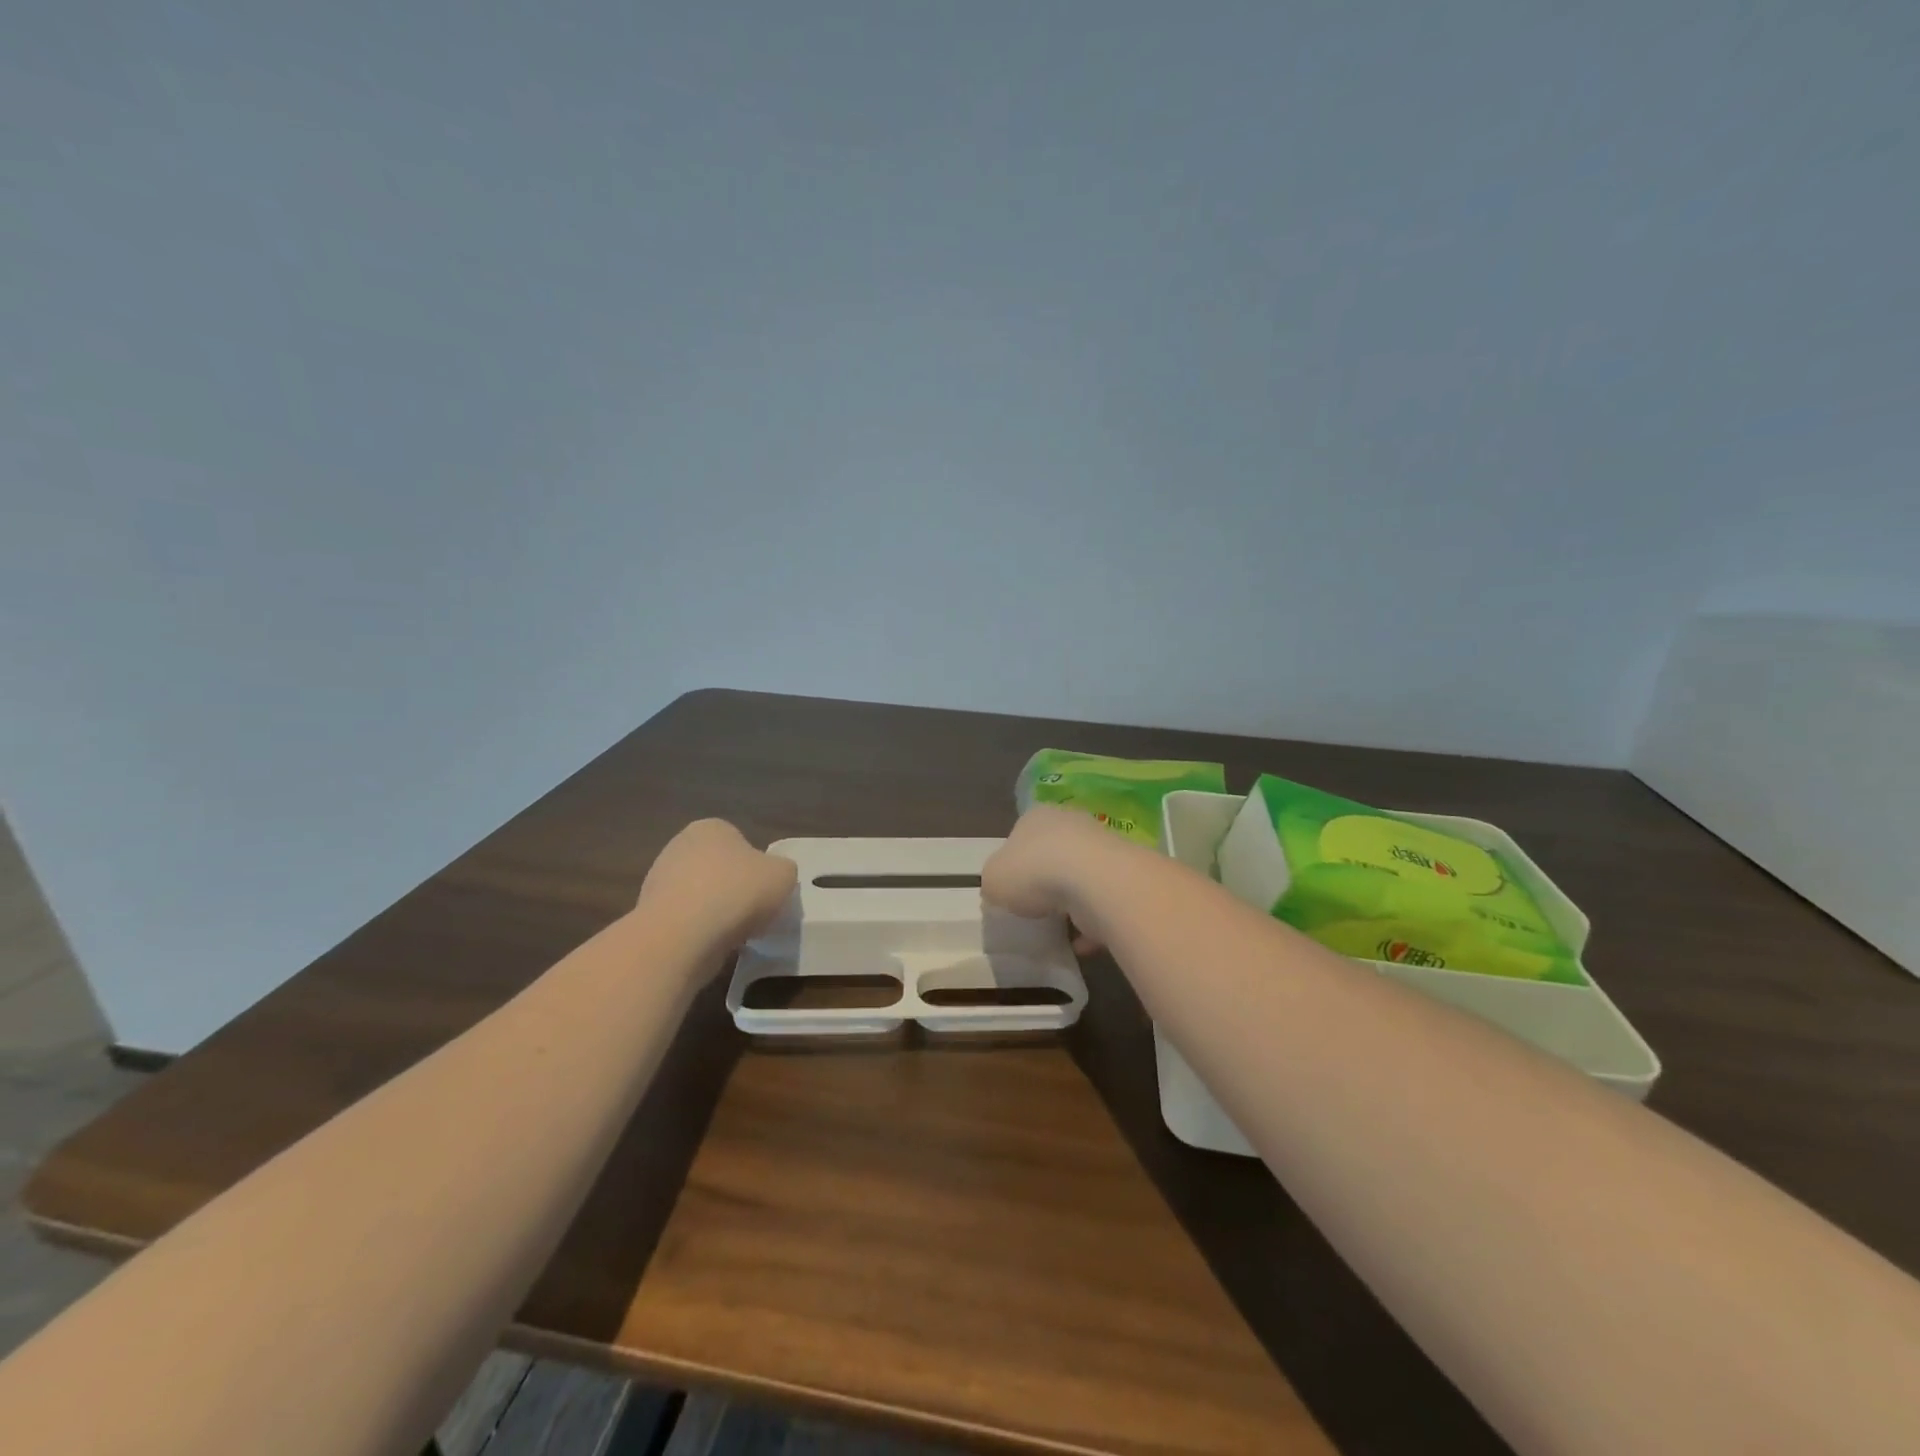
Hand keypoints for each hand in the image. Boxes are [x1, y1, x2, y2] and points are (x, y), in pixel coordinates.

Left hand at [637, 819, 796, 948]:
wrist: (682, 936)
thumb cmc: (737, 892)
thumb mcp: (784, 875)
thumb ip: (782, 870)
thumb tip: (772, 878)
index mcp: (711, 827)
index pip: (740, 843)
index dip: (757, 868)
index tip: (765, 892)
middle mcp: (680, 846)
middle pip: (719, 869)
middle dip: (734, 890)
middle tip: (754, 913)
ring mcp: (659, 880)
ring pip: (701, 896)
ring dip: (716, 912)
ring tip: (734, 934)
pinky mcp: (649, 914)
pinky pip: (685, 921)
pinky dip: (698, 932)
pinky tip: (711, 945)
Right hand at [982, 805, 1116, 952]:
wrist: (1095, 883)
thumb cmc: (1034, 872)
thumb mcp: (993, 879)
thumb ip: (994, 882)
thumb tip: (1002, 888)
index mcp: (1036, 817)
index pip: (1021, 834)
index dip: (1014, 862)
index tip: (1011, 888)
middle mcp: (1070, 824)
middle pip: (1053, 854)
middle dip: (1045, 880)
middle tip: (1034, 907)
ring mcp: (1101, 848)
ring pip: (1080, 878)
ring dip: (1071, 902)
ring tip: (1057, 928)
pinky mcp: (1122, 876)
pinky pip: (1101, 903)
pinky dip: (1092, 922)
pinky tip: (1080, 942)